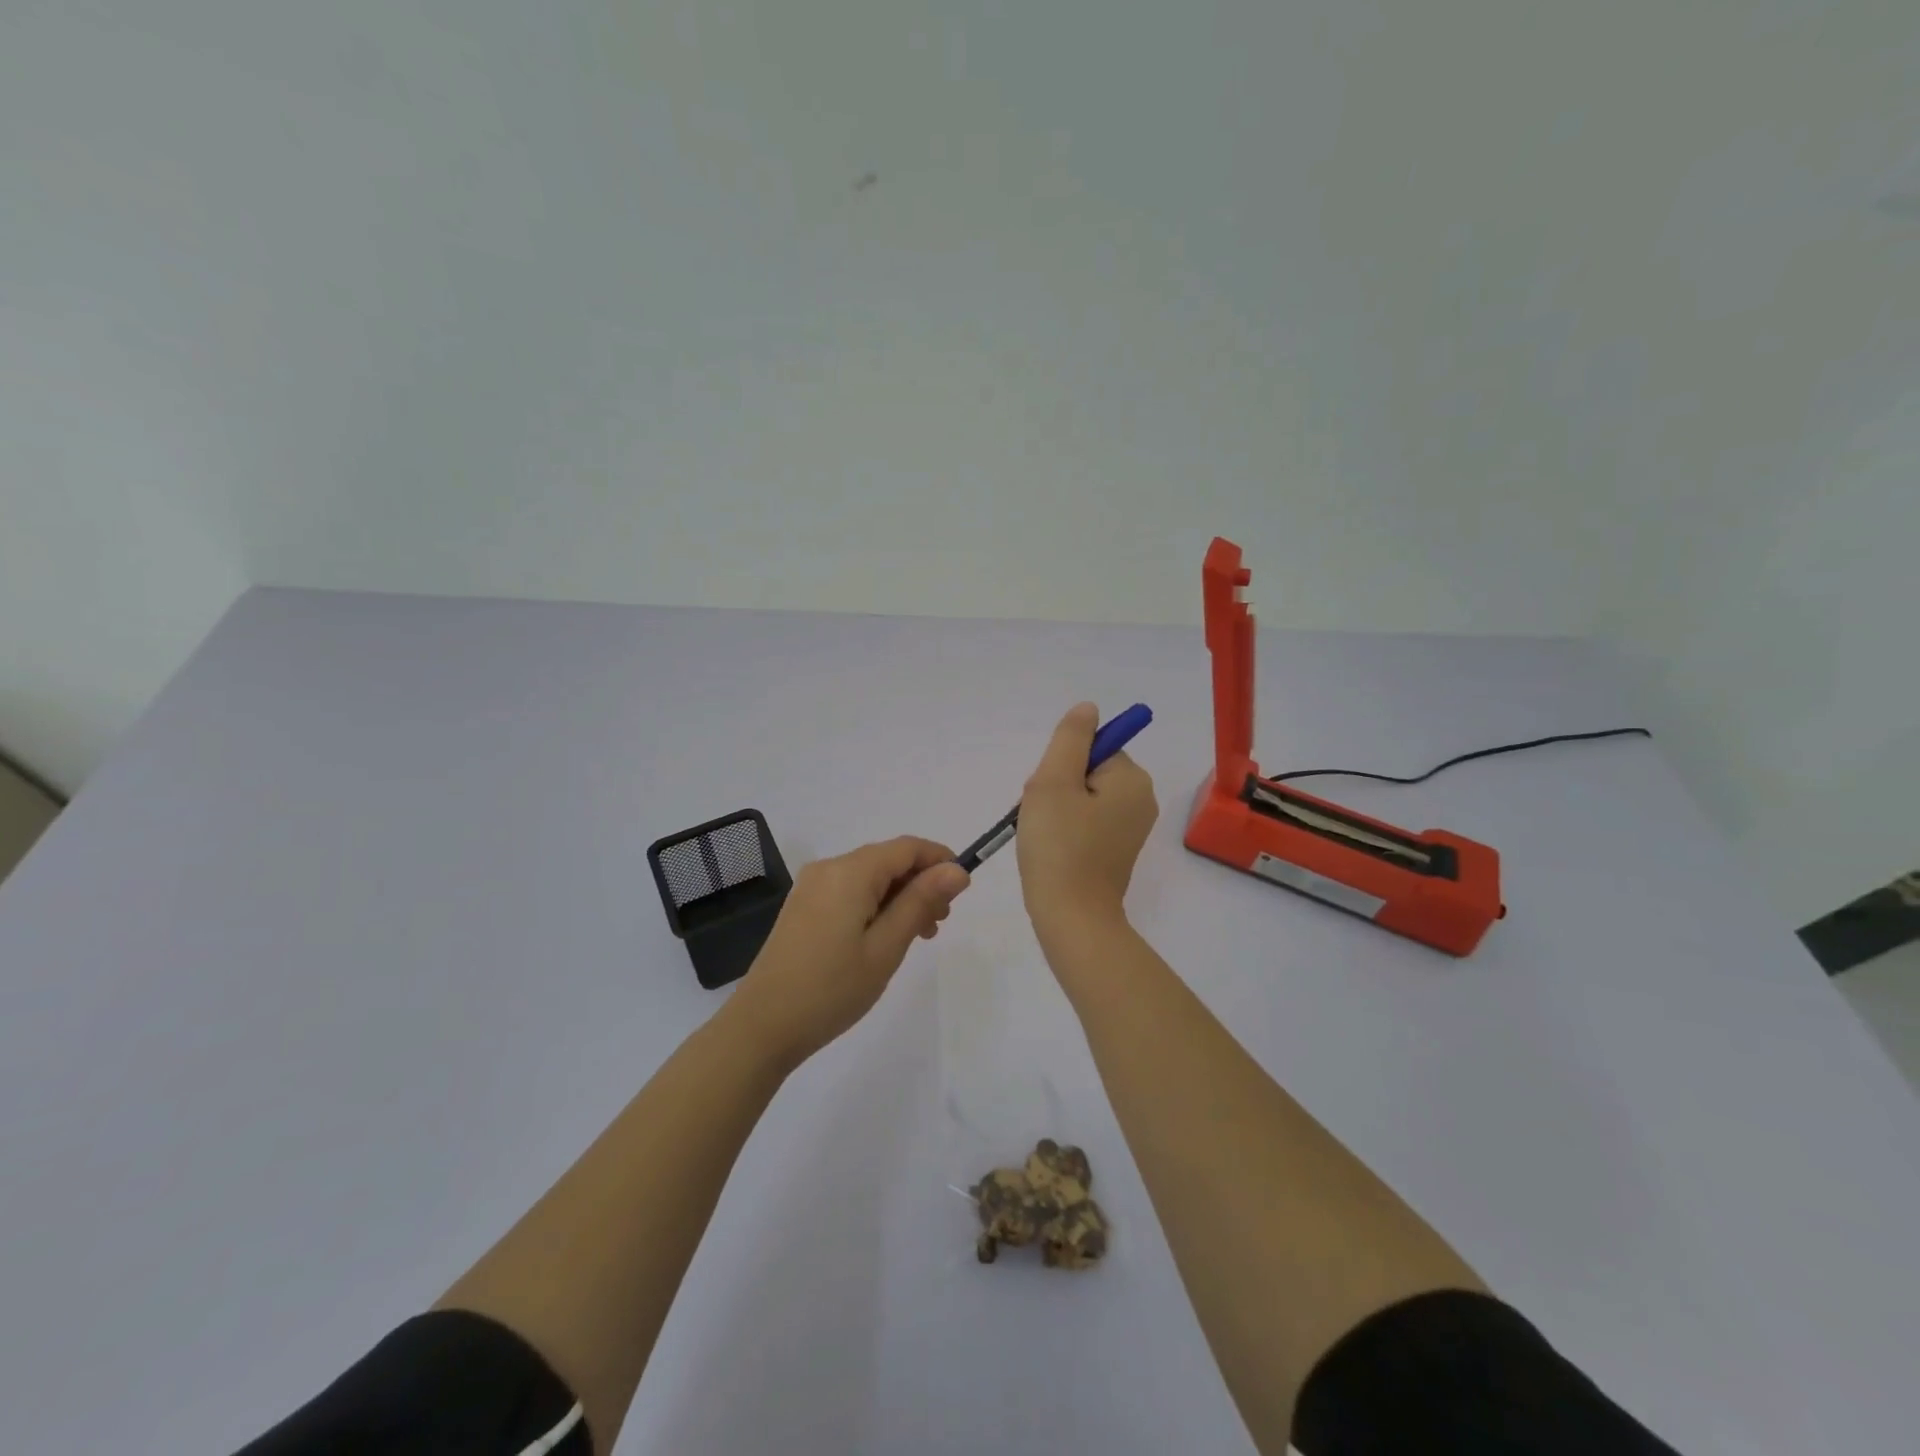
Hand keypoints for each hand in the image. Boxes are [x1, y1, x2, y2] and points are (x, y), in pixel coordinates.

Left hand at [728, 836, 969, 1067]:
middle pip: (888, 860)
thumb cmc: (831, 989)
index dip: (940, 860)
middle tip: (940, 924)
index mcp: (849, 872)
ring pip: (870, 877)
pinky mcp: (804, 906)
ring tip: (918, 936)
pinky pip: (850, 891)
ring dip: (900, 897)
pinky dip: (876, 905)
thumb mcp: (886, 948)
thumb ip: (921, 902)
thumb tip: (956, 870)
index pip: (907, 847)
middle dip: (921, 883)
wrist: (762, 1026)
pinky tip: (884, 937)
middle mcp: (829, 868)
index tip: (962, 892)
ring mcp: (812, 886)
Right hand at [1016, 702, 1158, 933]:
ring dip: (1056, 809)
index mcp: (1132, 779)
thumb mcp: (1054, 780)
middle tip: (1042, 817)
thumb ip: (1070, 738)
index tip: (1050, 794)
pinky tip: (1052, 850)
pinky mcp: (1117, 851)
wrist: (1071, 918)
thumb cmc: (1059, 846)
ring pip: (1083, 798)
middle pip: (1087, 772)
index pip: (1091, 749)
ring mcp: (1131, 828)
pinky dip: (1065, 830)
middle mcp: (1141, 800)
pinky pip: (1087, 823)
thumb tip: (1088, 709)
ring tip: (1044, 836)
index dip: (1061, 766)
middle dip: (1057, 788)